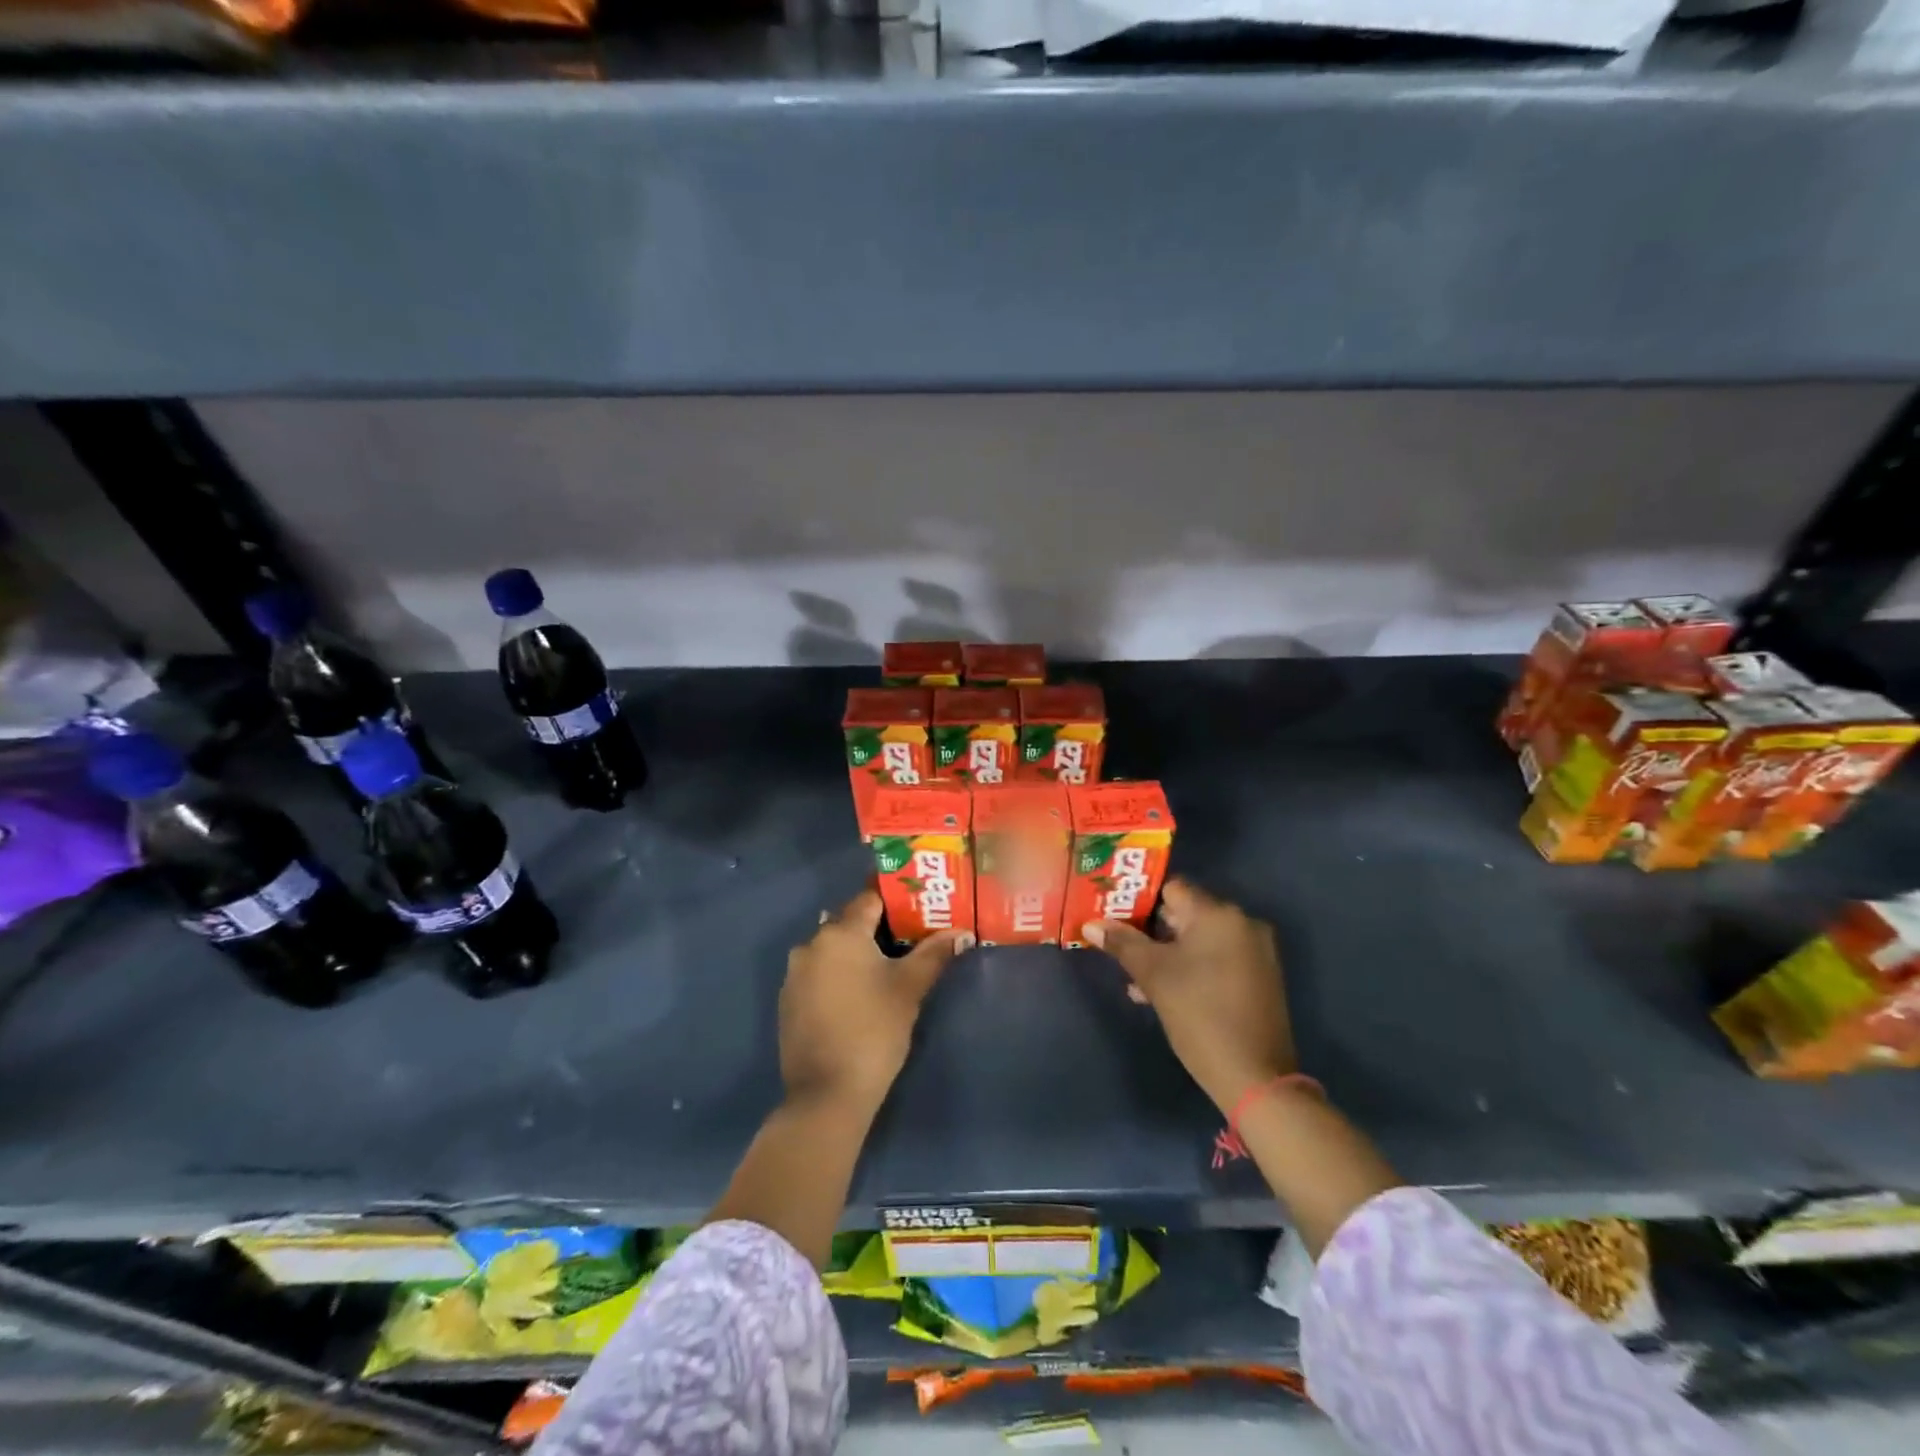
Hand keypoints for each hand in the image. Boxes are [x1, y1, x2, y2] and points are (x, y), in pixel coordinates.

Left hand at [779, 889, 966, 1114]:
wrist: (827, 1093)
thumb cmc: (874, 1030)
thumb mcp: (909, 988)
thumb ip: (934, 954)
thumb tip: (963, 932)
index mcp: (840, 933)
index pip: (869, 899)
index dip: (896, 901)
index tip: (919, 910)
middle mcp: (811, 944)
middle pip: (849, 922)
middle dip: (877, 928)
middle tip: (909, 940)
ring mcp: (794, 973)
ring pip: (832, 949)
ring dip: (856, 953)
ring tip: (886, 969)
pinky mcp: (788, 1000)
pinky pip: (818, 972)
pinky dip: (837, 974)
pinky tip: (857, 996)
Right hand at [1084, 878, 1295, 1112]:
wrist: (1255, 1077)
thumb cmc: (1199, 1014)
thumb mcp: (1153, 976)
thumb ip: (1122, 943)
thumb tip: (1090, 924)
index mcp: (1219, 914)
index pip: (1171, 889)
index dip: (1139, 901)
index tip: (1114, 918)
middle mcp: (1242, 924)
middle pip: (1185, 914)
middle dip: (1150, 932)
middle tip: (1119, 949)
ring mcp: (1255, 952)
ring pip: (1198, 940)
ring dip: (1167, 954)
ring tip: (1136, 980)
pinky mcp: (1259, 978)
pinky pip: (1216, 959)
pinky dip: (1191, 968)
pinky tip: (1163, 993)